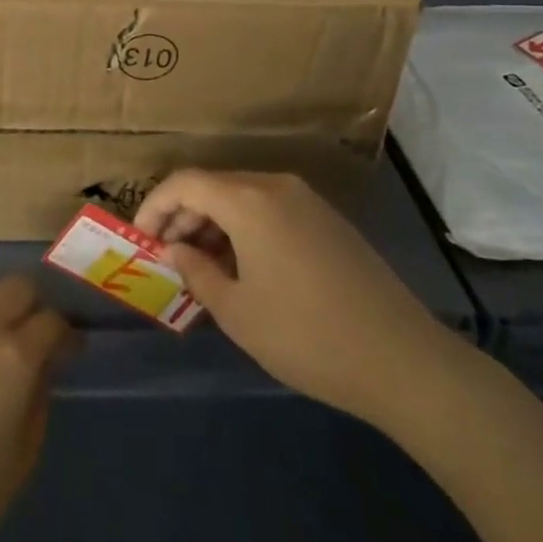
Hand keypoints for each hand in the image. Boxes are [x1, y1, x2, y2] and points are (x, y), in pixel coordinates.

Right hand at [134, 170, 461, 430]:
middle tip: (167, 255)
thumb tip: (176, 250)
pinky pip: (270, 208)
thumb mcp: (238, 312)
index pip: (185, 183)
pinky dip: (244, 227)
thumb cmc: (307, 335)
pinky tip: (243, 266)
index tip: (140, 238)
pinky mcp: (328, 219)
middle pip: (214, 185)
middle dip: (183, 215)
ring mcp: (307, 200)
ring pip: (243, 196)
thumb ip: (197, 272)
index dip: (154, 205)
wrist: (402, 359)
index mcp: (249, 200)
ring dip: (213, 222)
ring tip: (201, 265)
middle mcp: (276, 186)